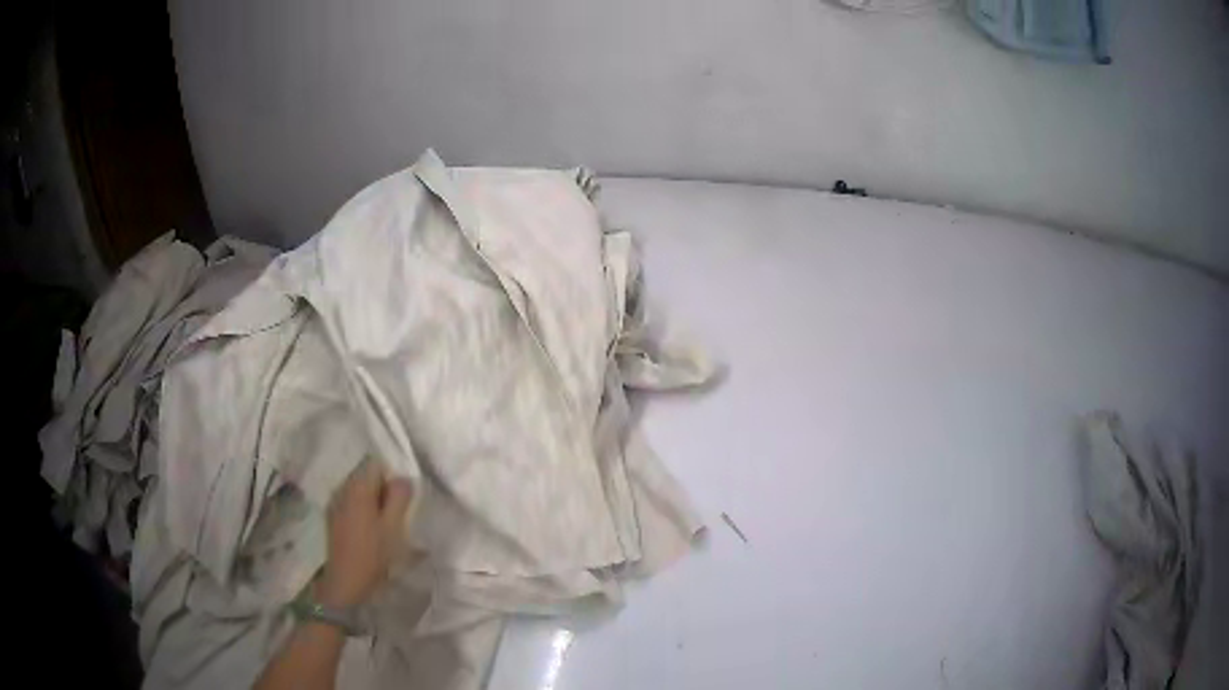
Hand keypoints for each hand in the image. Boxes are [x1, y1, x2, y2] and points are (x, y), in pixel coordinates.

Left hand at [316, 459, 413, 608]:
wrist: (346, 583)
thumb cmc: (373, 553)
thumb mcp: (394, 526)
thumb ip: (399, 497)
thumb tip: (402, 478)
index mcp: (358, 488)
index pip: (376, 465)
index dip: (391, 479)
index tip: (400, 502)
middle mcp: (342, 489)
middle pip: (366, 476)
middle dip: (382, 491)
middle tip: (394, 517)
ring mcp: (334, 504)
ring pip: (358, 492)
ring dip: (372, 503)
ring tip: (382, 527)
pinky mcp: (332, 519)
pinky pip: (350, 504)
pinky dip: (361, 512)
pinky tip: (367, 534)